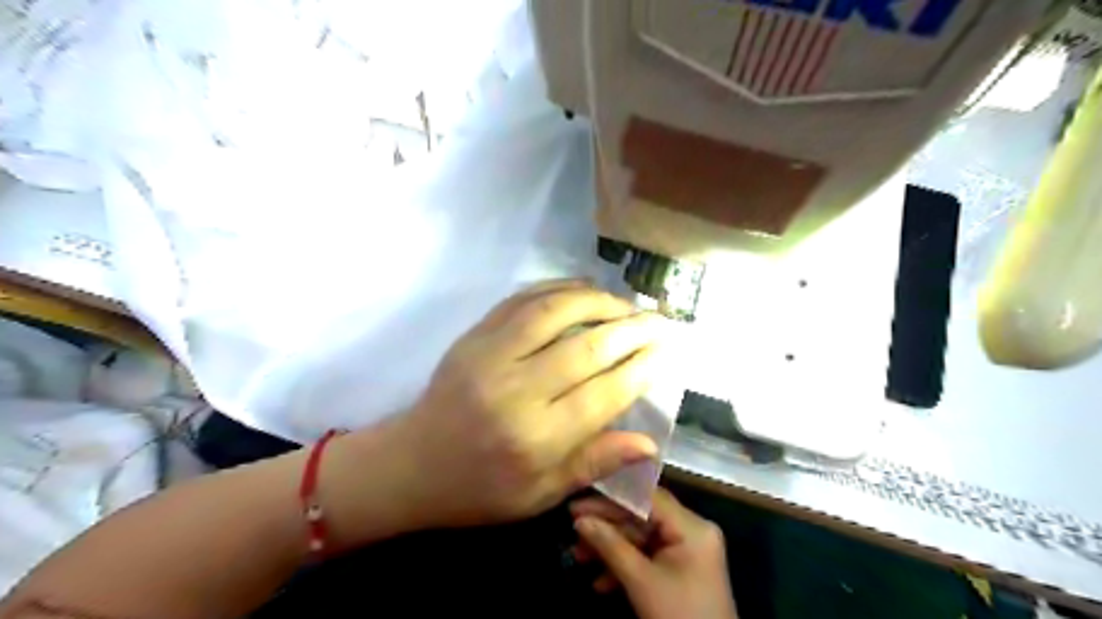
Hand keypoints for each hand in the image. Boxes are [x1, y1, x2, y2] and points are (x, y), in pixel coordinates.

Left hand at [393, 281, 660, 526]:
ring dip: (599, 300)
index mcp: (536, 438)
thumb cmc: (479, 490)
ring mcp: (490, 355)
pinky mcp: (474, 336)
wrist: (411, 465)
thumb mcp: (540, 495)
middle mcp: (516, 390)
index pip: (604, 393)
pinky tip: (583, 289)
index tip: (667, 350)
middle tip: (659, 319)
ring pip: (555, 311)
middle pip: (587, 348)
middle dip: (631, 329)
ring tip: (626, 303)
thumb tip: (649, 442)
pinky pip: (522, 299)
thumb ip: (594, 463)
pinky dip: (558, 288)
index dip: (641, 368)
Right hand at [567, 488, 739, 618]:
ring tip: (578, 556)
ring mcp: (687, 550)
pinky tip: (600, 581)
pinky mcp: (681, 568)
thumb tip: (580, 521)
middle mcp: (692, 530)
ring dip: (611, 548)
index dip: (611, 497)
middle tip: (573, 527)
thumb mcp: (641, 582)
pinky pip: (649, 556)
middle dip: (607, 526)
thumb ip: (610, 545)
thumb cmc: (679, 617)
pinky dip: (625, 565)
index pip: (646, 496)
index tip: (580, 501)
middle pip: (642, 516)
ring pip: (641, 538)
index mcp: (691, 526)